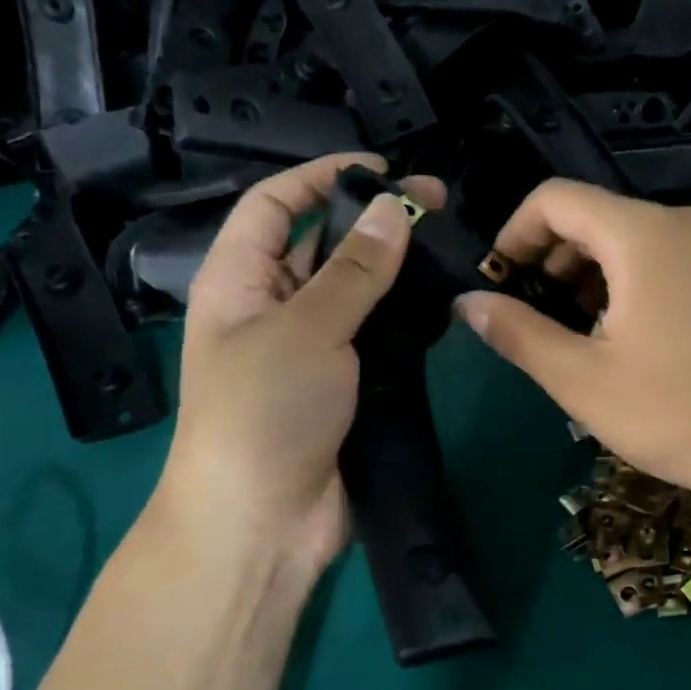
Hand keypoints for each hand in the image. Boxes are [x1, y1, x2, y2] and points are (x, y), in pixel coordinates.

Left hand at [155, 154, 444, 574]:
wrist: (264, 520)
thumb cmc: (265, 412)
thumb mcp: (306, 329)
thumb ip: (354, 271)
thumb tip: (393, 210)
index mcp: (240, 281)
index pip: (276, 206)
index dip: (322, 177)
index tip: (383, 169)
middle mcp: (275, 308)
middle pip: (324, 246)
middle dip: (374, 221)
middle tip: (439, 207)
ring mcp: (315, 349)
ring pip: (359, 293)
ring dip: (397, 270)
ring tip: (450, 250)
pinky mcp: (348, 385)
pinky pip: (378, 337)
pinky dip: (406, 319)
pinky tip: (444, 304)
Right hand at [456, 180, 690, 513]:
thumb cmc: (670, 410)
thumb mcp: (580, 377)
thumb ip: (517, 331)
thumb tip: (467, 302)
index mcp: (640, 233)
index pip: (556, 198)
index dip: (515, 233)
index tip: (498, 281)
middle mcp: (678, 222)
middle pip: (591, 214)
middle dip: (549, 256)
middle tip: (529, 312)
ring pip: (625, 237)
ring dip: (584, 271)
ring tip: (569, 328)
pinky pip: (657, 256)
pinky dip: (623, 279)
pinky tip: (614, 330)